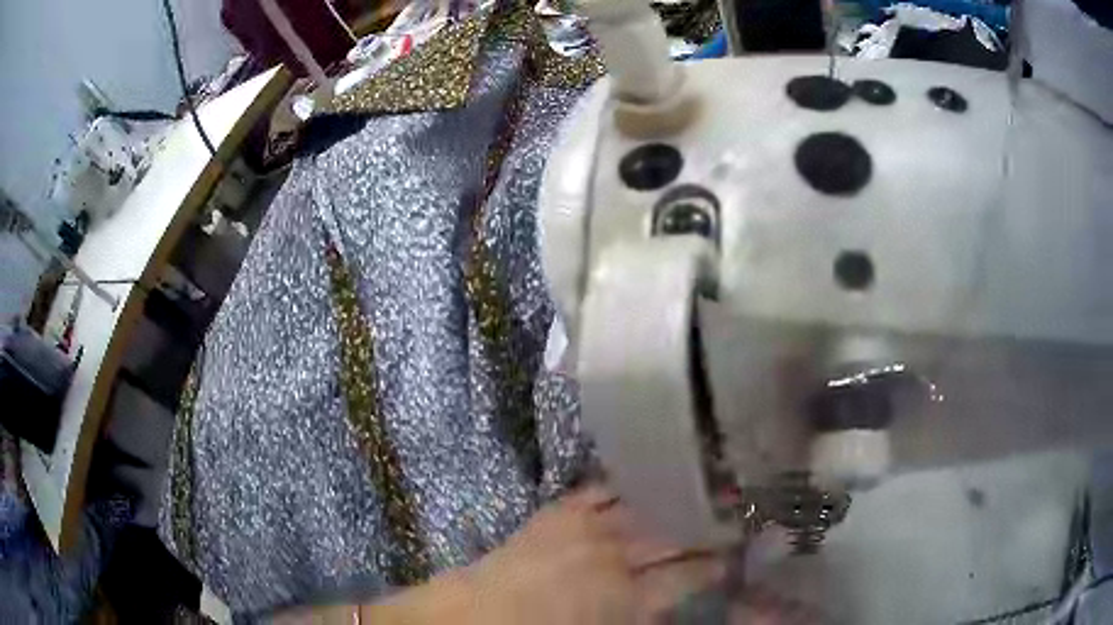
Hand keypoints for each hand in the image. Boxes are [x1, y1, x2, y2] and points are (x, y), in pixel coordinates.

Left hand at [460, 485, 722, 623]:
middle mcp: (616, 556)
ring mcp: (587, 527)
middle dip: (704, 527)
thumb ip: (646, 615)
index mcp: (630, 595)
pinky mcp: (559, 511)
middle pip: (671, 536)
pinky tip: (642, 477)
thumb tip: (668, 604)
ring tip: (702, 487)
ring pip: (643, 508)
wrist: (478, 616)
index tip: (731, 558)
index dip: (713, 566)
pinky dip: (622, 485)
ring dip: (674, 500)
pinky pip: (599, 490)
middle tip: (732, 513)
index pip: (687, 575)